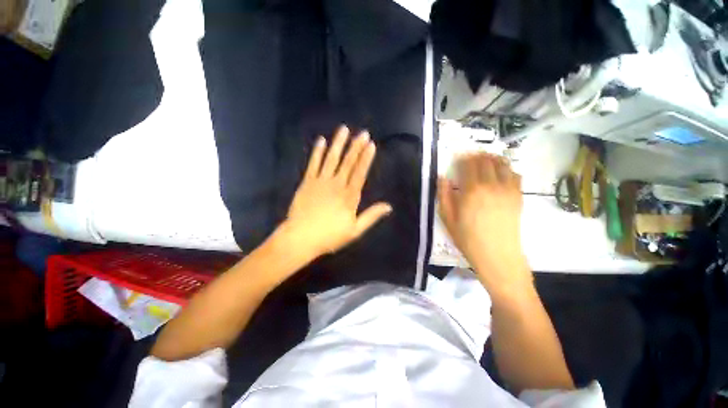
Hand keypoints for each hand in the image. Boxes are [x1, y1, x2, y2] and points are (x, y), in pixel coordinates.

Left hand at [279, 126, 391, 260]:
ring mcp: (320, 181)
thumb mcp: (355, 230)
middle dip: (356, 147)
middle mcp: (336, 185)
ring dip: (338, 144)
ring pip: (331, 159)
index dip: (366, 158)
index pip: (360, 173)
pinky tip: (321, 141)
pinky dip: (317, 152)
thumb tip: (388, 206)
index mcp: (349, 196)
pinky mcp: (307, 182)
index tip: (371, 145)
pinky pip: (313, 164)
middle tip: (362, 133)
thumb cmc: (330, 236)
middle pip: (348, 162)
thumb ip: (371, 216)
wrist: (301, 238)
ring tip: (344, 129)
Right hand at [437, 153, 531, 300]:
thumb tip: (442, 177)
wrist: (497, 256)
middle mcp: (491, 185)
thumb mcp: (448, 219)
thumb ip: (444, 195)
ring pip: (502, 164)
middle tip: (469, 157)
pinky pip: (515, 174)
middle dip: (476, 155)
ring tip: (485, 159)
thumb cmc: (467, 239)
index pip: (468, 164)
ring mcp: (508, 189)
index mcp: (472, 190)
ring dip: (492, 158)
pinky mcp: (518, 196)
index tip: (457, 157)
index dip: (462, 158)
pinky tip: (500, 173)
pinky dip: (507, 169)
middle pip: (485, 160)